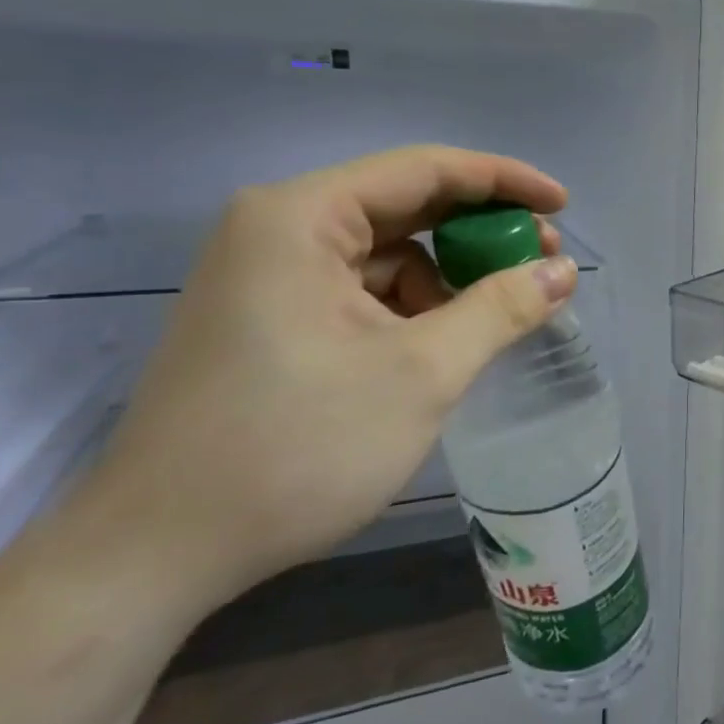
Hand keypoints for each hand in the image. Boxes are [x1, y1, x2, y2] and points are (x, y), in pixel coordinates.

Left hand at [69, 146, 577, 608]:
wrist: (160, 553)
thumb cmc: (298, 446)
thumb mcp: (422, 372)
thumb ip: (501, 309)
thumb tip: (563, 271)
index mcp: (301, 218)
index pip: (424, 170)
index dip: (503, 181)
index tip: (563, 205)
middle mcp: (278, 231)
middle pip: (405, 207)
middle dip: (480, 232)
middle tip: (543, 262)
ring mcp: (269, 278)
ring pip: (387, 256)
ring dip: (449, 278)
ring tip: (499, 318)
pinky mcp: (270, 321)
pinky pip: (363, 293)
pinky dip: (414, 309)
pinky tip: (446, 346)